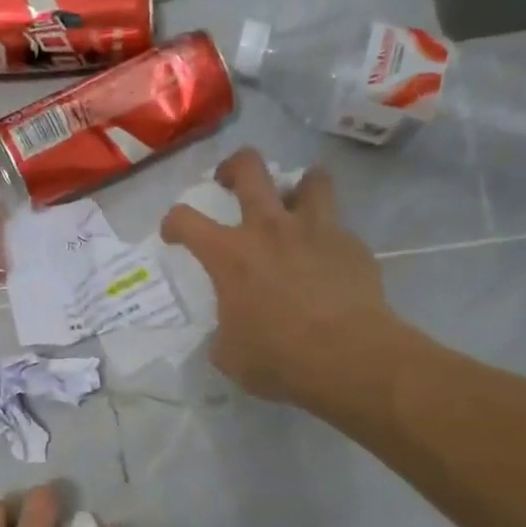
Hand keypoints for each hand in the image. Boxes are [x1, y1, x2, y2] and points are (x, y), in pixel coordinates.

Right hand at [160, 148, 418, 410]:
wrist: (349, 358)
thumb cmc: (279, 359)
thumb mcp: (231, 354)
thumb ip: (224, 332)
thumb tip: (230, 330)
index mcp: (230, 255)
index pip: (186, 220)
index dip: (173, 222)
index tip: (173, 233)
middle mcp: (270, 229)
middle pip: (249, 168)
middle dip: (233, 167)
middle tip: (230, 181)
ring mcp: (316, 231)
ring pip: (310, 179)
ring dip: (298, 187)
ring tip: (294, 204)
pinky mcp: (352, 245)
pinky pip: (337, 226)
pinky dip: (327, 236)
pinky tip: (327, 260)